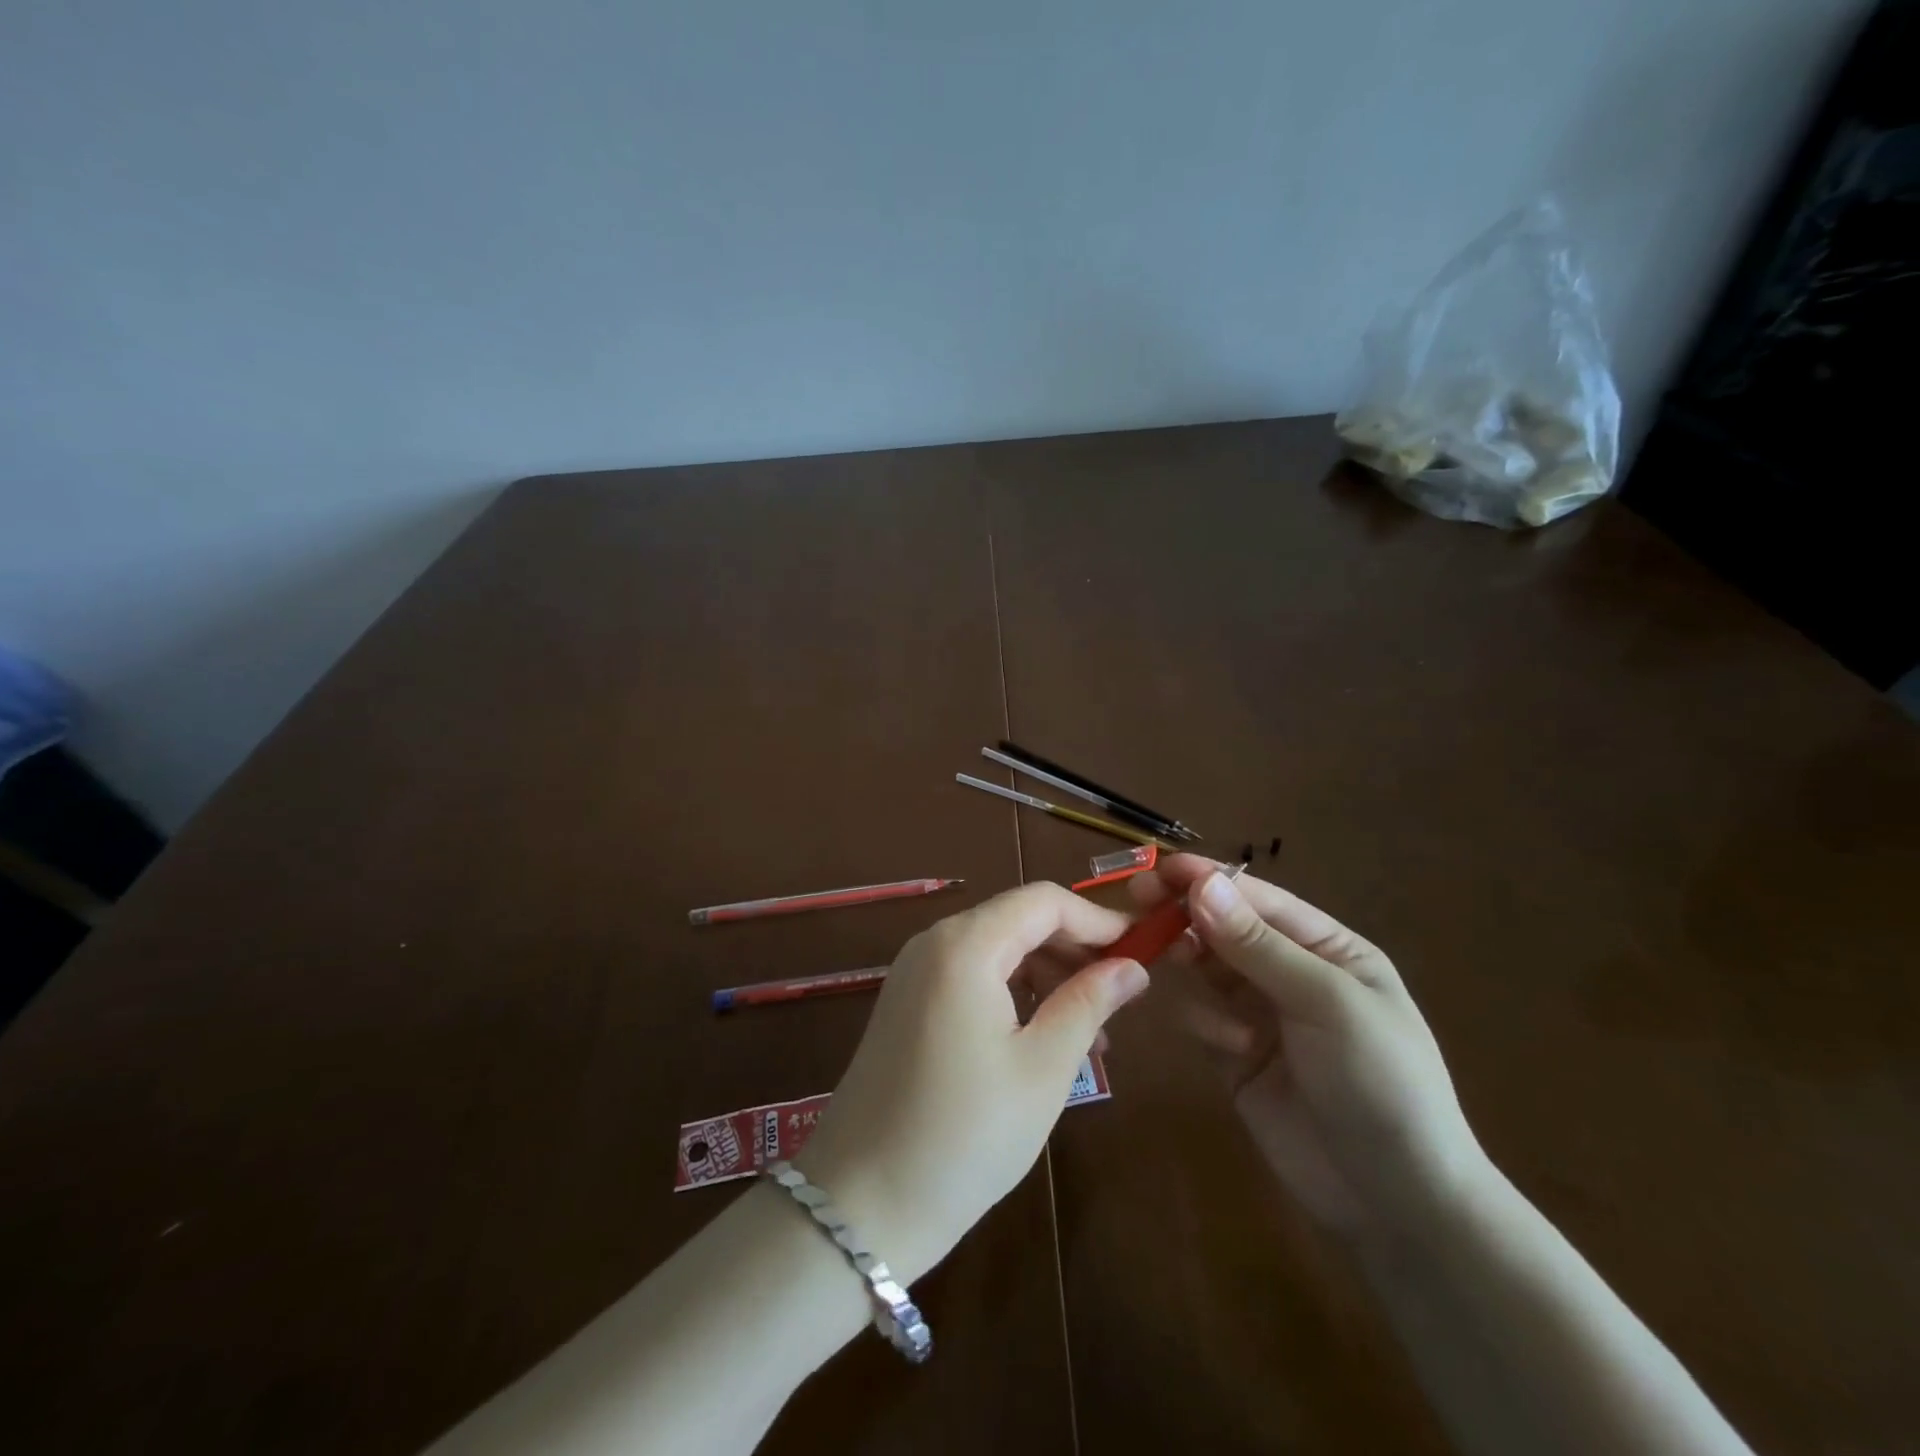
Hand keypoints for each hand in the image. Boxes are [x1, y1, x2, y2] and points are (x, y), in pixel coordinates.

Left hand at [799, 883, 1145, 1281]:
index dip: (1097, 919)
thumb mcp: (1042, 1068)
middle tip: (1122, 993)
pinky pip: (970, 975)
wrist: (859, 1205)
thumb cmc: (965, 1135)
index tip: (1142, 950)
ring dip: (1047, 973)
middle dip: (1074, 947)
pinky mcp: (905, 1003)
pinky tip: (1042, 1035)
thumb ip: (1088, 1004)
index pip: (1043, 901)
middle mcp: (933, 943)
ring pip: (996, 948)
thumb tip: (1132, 967)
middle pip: (1017, 920)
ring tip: (1092, 1028)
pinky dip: (1012, 991)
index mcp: (965, 945)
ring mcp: (913, 972)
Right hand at [1138, 856, 1490, 1241]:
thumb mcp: (1327, 1003)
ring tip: (1167, 960)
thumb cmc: (1380, 1082)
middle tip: (1138, 902)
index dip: (1207, 879)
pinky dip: (1201, 1020)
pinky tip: (1228, 1046)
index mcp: (1326, 949)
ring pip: (1204, 967)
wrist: (1398, 1203)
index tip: (1156, 870)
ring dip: (1188, 961)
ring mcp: (1260, 1015)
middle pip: (1223, 927)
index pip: (1257, 899)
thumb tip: (1202, 883)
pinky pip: (1199, 1017)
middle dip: (1185, 914)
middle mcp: (1289, 973)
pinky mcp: (1235, 1056)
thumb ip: (1260, 945)